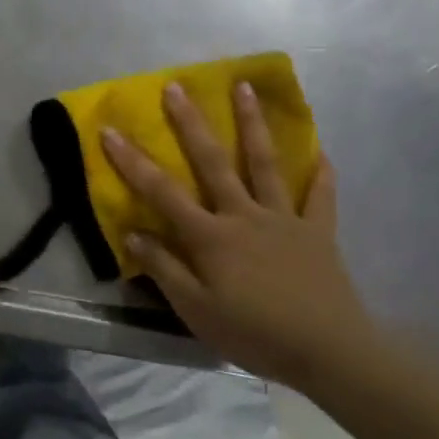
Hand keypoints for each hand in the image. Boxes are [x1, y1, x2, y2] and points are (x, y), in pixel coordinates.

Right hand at [100, 81, 378, 392]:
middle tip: (176, 86)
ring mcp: (284, 218)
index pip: (162, 191)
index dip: (132, 161)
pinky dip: (320, 173)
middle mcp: (244, 215)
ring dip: (253, 123)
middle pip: (212, 161)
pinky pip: (320, 197)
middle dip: (191, 122)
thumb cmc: (254, 334)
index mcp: (211, 236)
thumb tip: (133, 232)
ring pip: (265, 163)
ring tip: (245, 87)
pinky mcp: (318, 232)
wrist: (329, 352)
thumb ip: (164, 269)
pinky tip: (320, 151)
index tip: (109, 130)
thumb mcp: (196, 310)